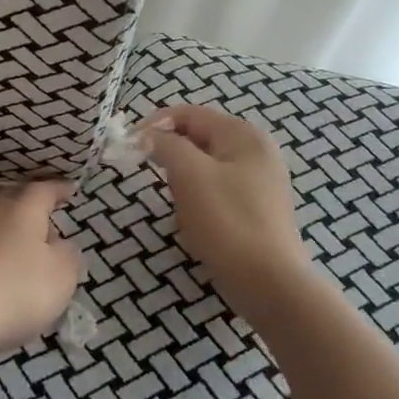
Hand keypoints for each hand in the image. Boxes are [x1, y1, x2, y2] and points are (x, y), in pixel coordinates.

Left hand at [0, 181, 82, 362]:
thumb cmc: (15, 287)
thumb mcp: (61, 275)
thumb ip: (68, 257)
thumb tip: (61, 246)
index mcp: (23, 207)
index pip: (44, 189)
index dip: (58, 189)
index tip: (69, 188)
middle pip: (12, 202)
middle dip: (29, 209)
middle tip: (45, 221)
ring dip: (7, 239)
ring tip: (22, 260)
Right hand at [141, 106, 310, 324]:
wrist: (270, 285)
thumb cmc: (228, 222)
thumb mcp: (190, 175)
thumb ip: (166, 145)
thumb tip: (147, 135)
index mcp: (243, 134)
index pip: (188, 114)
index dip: (154, 124)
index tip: (128, 147)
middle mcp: (256, 150)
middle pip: (197, 138)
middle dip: (170, 155)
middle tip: (152, 178)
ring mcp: (259, 181)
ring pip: (204, 168)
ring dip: (183, 182)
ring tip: (179, 207)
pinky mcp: (256, 209)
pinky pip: (216, 192)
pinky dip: (198, 201)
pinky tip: (195, 223)